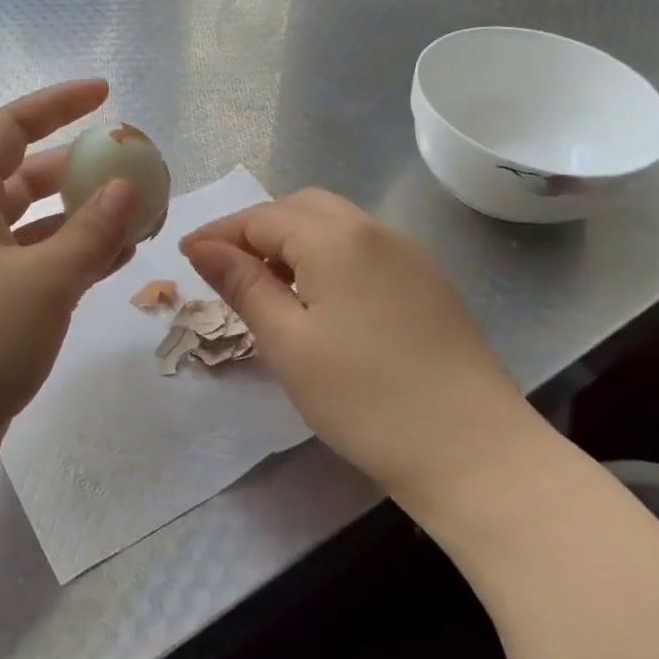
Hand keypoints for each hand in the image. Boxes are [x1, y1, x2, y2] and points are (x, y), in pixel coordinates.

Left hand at [0, 81, 137, 492]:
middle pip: (27, 178)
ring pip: (38, 229)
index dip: (56, 104)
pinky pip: (40, 271)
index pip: (10, 128)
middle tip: (133, 170)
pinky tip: (116, 263)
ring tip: (140, 217)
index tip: (105, 95)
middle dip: (79, 168)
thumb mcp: (42, 280)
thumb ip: (91, 232)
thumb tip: (127, 186)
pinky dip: (77, 261)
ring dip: (85, 219)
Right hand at [180, 190, 531, 507]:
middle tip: (226, 269)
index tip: (184, 256)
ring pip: (335, 225)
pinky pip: (363, 248)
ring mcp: (408, 254)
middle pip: (301, 208)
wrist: (473, 451)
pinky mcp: (427, 281)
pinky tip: (319, 298)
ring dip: (293, 241)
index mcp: (336, 238)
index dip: (220, 233)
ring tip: (266, 284)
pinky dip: (327, 257)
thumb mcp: (288, 343)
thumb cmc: (365, 399)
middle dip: (257, 229)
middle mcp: (374, 230)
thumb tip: (201, 246)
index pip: (262, 217)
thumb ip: (243, 285)